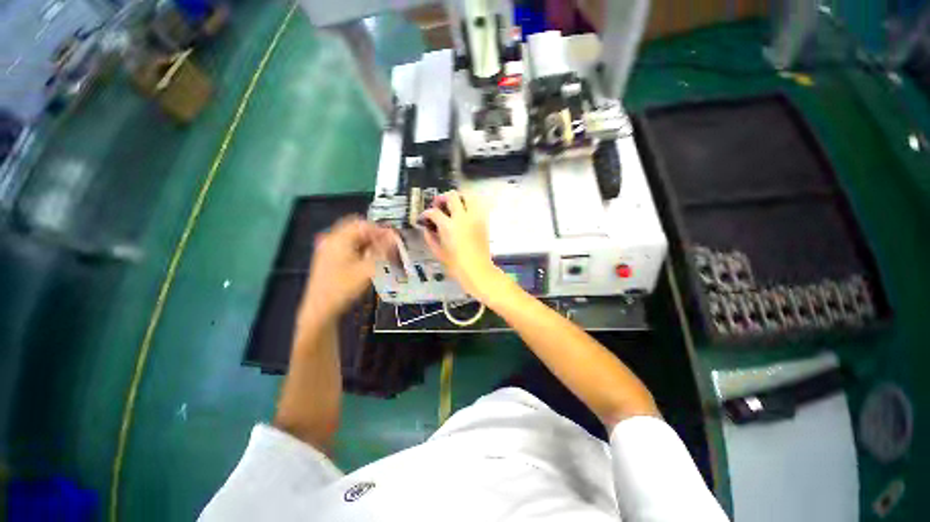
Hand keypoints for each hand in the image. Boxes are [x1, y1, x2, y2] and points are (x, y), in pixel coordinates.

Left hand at [300, 216, 395, 323]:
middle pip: (358, 230)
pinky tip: (370, 260)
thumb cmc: (343, 287)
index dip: (380, 229)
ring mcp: (329, 248)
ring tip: (383, 253)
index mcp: (339, 239)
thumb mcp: (367, 269)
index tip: (394, 239)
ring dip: (370, 243)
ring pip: (354, 239)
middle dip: (376, 236)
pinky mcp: (329, 258)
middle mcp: (332, 239)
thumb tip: (395, 237)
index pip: (363, 224)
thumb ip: (382, 251)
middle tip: (390, 246)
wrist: (320, 309)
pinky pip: (349, 247)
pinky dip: (362, 250)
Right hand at [420, 190, 504, 300]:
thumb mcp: (438, 253)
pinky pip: (477, 206)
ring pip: (468, 196)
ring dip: (458, 198)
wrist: (478, 271)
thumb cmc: (456, 265)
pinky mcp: (484, 222)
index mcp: (449, 226)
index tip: (424, 217)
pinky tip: (464, 215)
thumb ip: (430, 238)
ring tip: (453, 206)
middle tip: (438, 205)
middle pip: (452, 196)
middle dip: (442, 198)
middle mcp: (463, 218)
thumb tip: (427, 228)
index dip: (426, 213)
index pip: (434, 212)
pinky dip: (469, 206)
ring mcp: (475, 218)